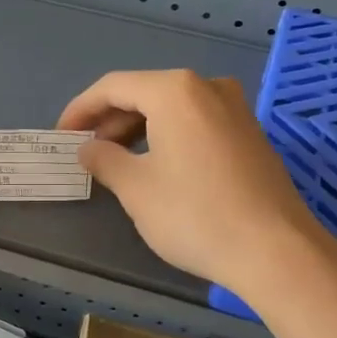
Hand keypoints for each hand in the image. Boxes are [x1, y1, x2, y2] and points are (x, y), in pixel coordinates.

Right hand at [58, 69, 336, 298]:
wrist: (275, 250)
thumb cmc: (194, 214)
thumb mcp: (136, 189)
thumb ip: (104, 160)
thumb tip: (89, 149)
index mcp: (174, 90)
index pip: (113, 87)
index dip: (81, 110)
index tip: (61, 136)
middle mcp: (207, 87)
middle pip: (145, 93)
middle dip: (110, 120)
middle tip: (87, 152)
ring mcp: (235, 109)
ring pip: (172, 109)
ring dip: (139, 129)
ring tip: (118, 162)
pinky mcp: (250, 134)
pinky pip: (196, 123)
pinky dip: (168, 137)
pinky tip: (157, 166)